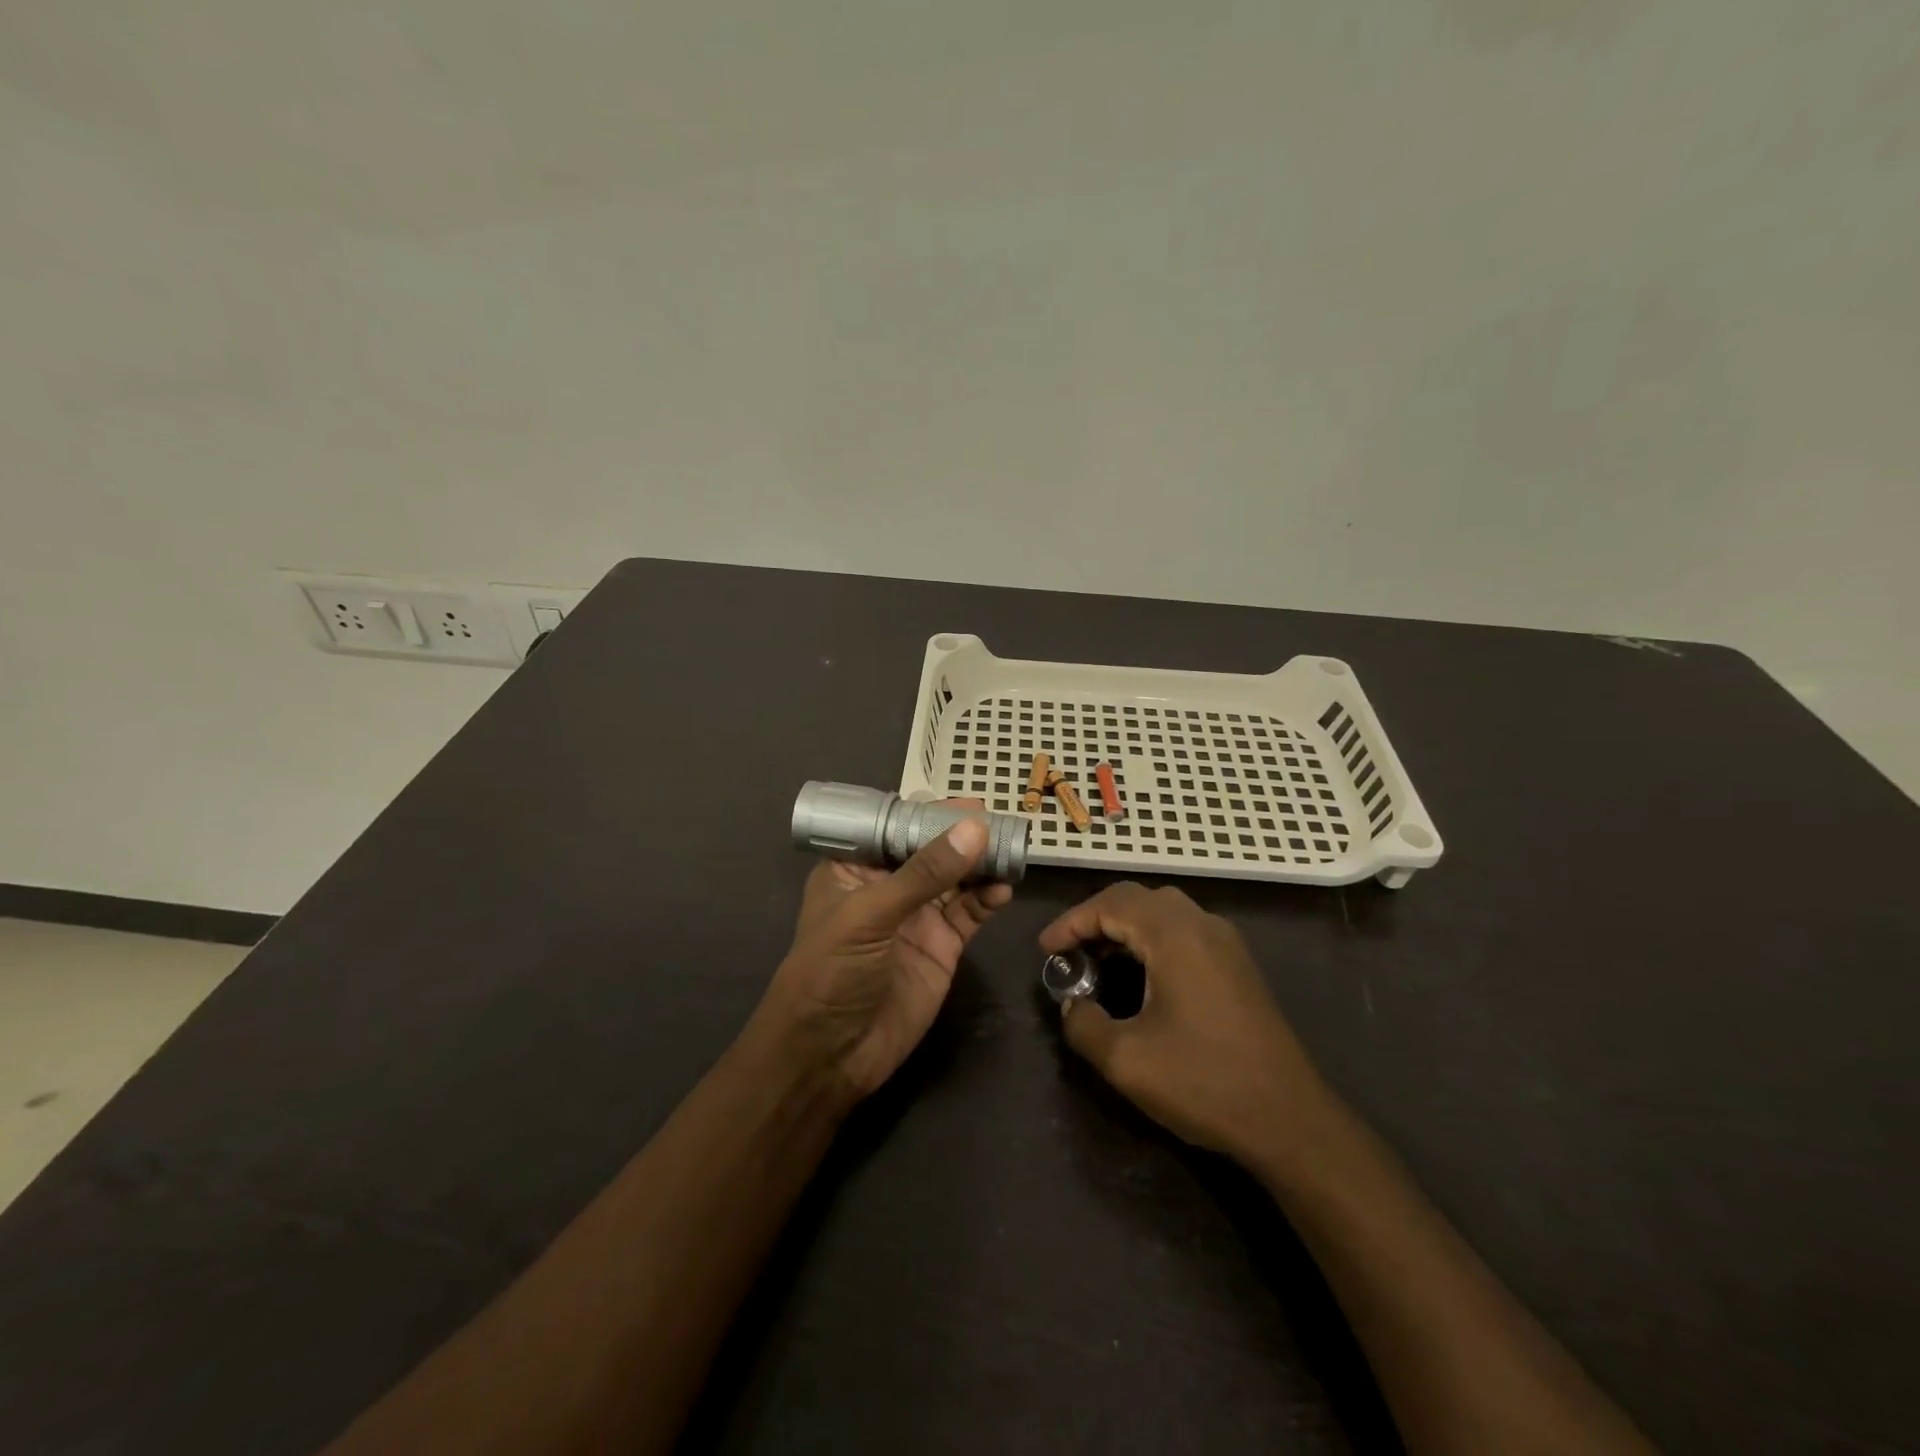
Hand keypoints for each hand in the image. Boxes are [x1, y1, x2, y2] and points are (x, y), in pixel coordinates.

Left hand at [755, 813, 1012, 1105]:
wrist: (830, 1056)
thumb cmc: (831, 973)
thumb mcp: (870, 915)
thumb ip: (923, 874)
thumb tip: (975, 829)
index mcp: (855, 868)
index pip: (894, 825)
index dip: (929, 812)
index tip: (969, 803)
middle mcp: (888, 886)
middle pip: (931, 848)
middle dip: (963, 834)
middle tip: (1001, 821)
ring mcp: (917, 916)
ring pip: (956, 878)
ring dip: (982, 863)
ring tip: (1011, 850)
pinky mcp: (942, 945)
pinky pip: (970, 912)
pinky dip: (989, 898)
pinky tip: (1004, 889)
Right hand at [1039, 882, 1325, 1162]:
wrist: (1290, 1120)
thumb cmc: (1204, 1082)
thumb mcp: (1126, 1060)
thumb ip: (1083, 1023)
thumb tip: (1072, 1004)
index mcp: (1175, 934)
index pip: (1110, 903)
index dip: (1071, 922)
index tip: (1045, 951)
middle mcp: (1203, 924)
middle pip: (1137, 899)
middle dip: (1096, 919)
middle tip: (1070, 952)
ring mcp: (1226, 943)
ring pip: (1163, 913)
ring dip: (1125, 928)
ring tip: (1097, 962)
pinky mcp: (1238, 965)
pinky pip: (1184, 932)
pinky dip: (1152, 940)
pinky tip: (1140, 976)